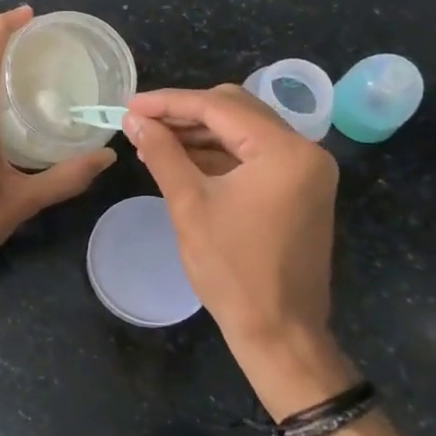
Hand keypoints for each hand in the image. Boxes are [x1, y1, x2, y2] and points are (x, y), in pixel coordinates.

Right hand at [124, 86, 341, 364]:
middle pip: (236, 110)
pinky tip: (182, 159)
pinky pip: (254, 156)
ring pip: (244, 131)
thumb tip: (135, 119)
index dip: (169, 102)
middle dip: (185, 113)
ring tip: (153, 140)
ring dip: (199, 133)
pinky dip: (218, 154)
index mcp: (285, 150)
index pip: (219, 107)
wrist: (279, 333)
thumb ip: (162, 153)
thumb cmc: (233, 270)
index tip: (130, 104)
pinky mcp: (299, 189)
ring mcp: (306, 171)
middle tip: (142, 121)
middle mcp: (304, 151)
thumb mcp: (189, 204)